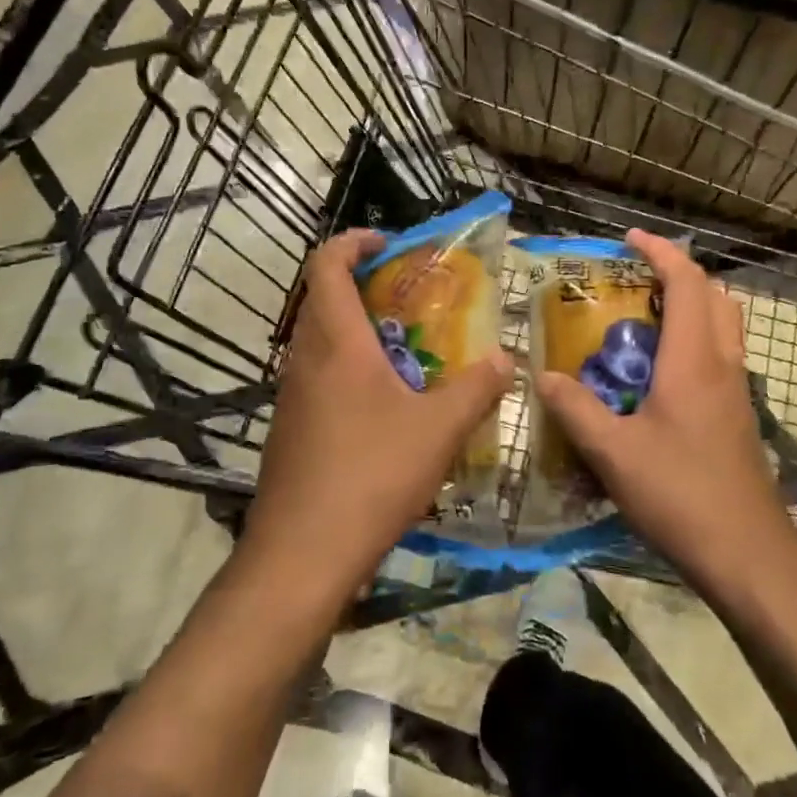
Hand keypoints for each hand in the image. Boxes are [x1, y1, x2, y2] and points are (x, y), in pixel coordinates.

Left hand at [242, 228, 511, 609]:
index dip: (354, 242)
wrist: (301, 555)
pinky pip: (318, 377)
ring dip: (357, 330)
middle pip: (322, 298)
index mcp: (336, 341)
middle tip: (410, 297)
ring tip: (407, 350)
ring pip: (320, 340)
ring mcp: (291, 395)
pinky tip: (384, 406)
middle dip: (363, 285)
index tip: (390, 244)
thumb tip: (506, 359)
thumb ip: (476, 389)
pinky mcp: (289, 428)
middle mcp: (305, 358)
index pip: (327, 264)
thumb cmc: (370, 476)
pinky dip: (348, 369)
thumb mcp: (438, 430)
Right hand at [534, 229, 792, 601]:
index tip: (629, 238)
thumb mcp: (612, 452)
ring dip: (690, 305)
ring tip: (645, 318)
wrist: (749, 556)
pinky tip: (659, 375)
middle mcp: (722, 365)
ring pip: (723, 326)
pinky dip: (694, 340)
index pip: (686, 283)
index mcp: (694, 361)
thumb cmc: (680, 495)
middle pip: (714, 296)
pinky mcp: (739, 418)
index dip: (660, 252)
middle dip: (678, 273)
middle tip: (636, 277)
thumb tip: (541, 376)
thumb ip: (574, 409)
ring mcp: (737, 393)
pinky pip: (720, 356)